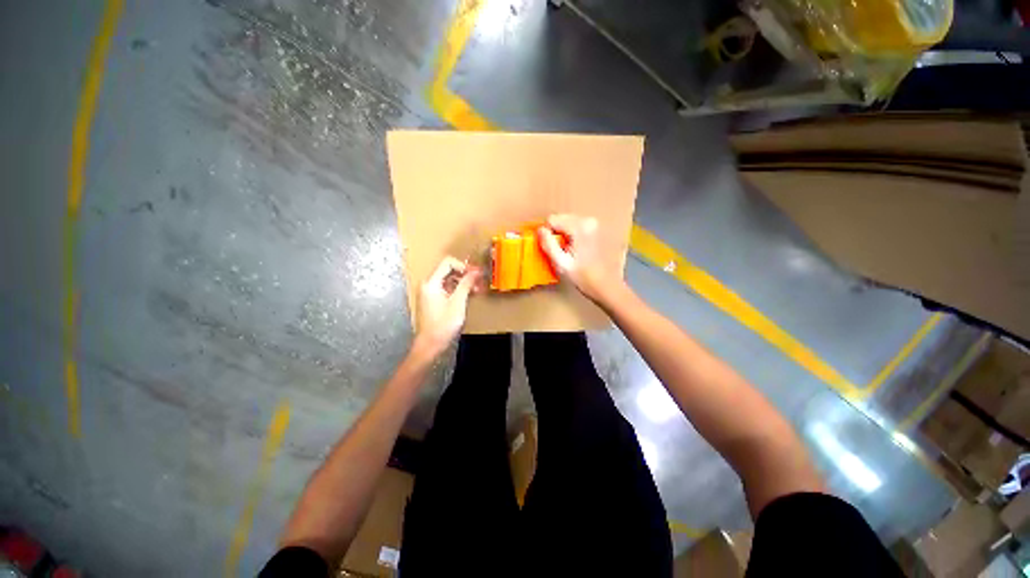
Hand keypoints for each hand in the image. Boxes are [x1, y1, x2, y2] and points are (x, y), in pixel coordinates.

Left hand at [414, 256, 480, 357]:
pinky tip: (469, 295)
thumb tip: (476, 271)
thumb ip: (466, 284)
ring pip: (449, 279)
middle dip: (465, 274)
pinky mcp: (433, 299)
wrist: (430, 344)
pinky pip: (447, 288)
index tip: (476, 273)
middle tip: (479, 281)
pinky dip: (458, 289)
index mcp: (431, 283)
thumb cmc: (443, 325)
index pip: (448, 263)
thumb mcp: (458, 303)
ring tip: (477, 289)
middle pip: (448, 270)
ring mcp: (430, 292)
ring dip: (463, 282)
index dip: (464, 266)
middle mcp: (428, 284)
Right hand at [539, 214, 619, 301]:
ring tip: (569, 252)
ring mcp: (593, 224)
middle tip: (560, 252)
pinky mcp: (595, 228)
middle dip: (556, 234)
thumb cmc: (583, 277)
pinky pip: (575, 226)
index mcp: (580, 227)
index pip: (552, 219)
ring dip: (563, 235)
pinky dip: (571, 236)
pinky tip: (575, 250)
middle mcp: (588, 221)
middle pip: (560, 218)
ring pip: (566, 222)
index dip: (548, 234)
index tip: (552, 248)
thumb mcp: (561, 263)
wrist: (605, 285)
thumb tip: (540, 230)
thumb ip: (548, 244)